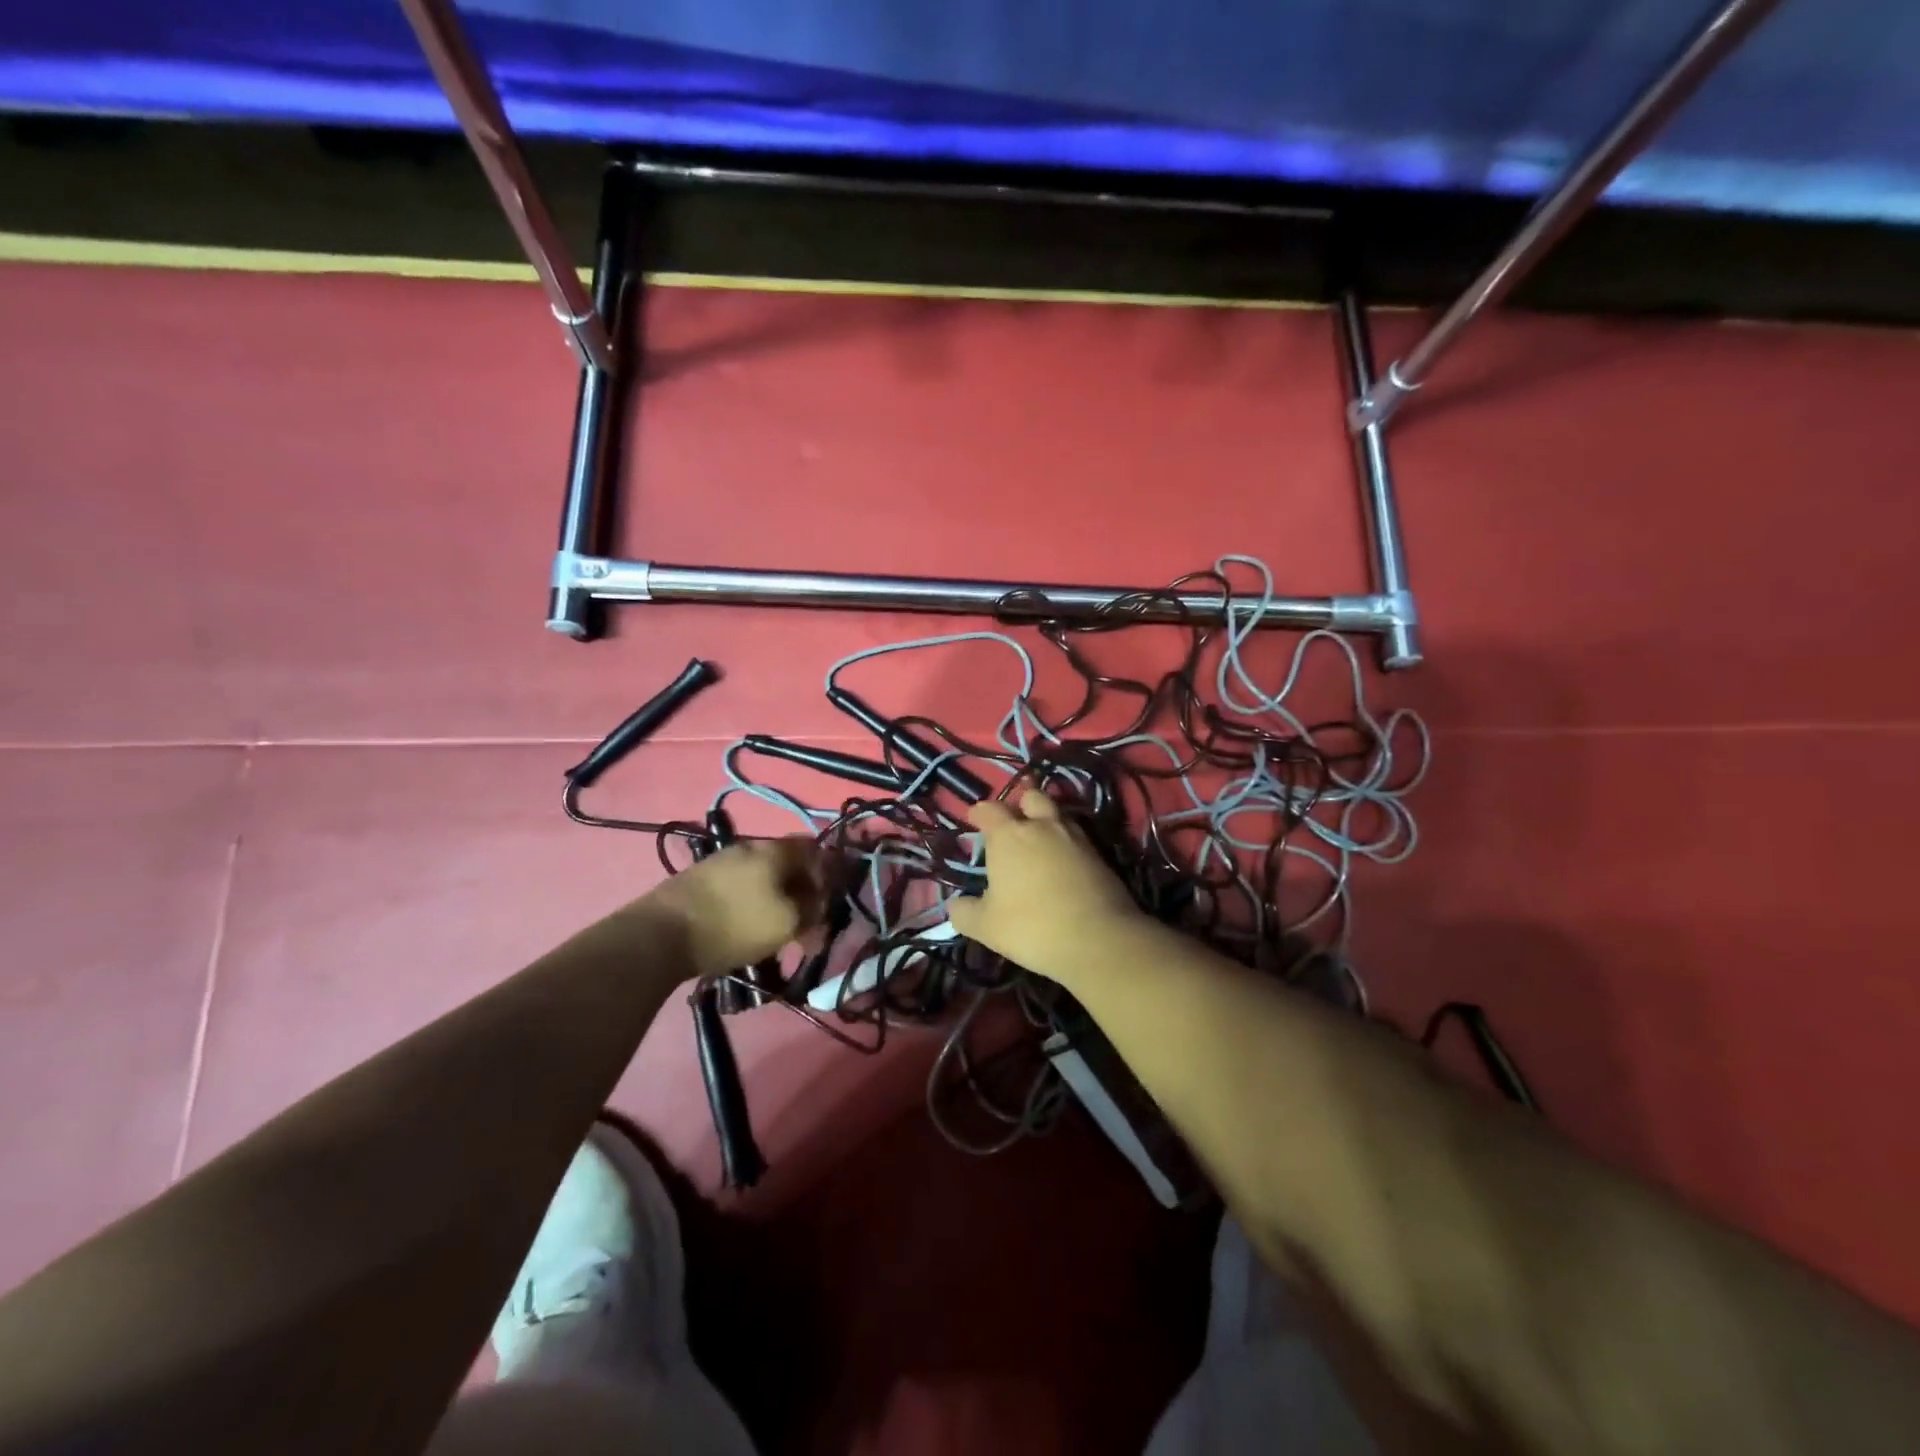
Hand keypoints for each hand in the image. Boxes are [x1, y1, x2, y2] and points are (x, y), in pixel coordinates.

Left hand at [641, 837, 827, 980]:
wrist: (662, 934)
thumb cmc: (735, 925)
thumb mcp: (788, 923)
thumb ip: (813, 909)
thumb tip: (821, 903)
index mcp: (776, 850)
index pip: (816, 849)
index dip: (828, 874)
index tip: (829, 903)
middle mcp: (750, 846)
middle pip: (788, 864)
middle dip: (801, 892)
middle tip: (804, 924)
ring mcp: (721, 860)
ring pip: (762, 876)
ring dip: (775, 899)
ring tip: (774, 931)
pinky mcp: (699, 879)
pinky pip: (739, 886)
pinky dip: (750, 903)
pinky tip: (745, 926)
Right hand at [947, 790, 1142, 981]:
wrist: (1098, 939)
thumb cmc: (1031, 927)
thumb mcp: (986, 927)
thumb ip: (965, 913)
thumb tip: (955, 905)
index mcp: (1009, 835)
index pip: (989, 809)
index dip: (979, 812)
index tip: (974, 819)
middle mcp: (1042, 826)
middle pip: (1031, 797)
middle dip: (1019, 805)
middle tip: (1012, 824)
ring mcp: (1075, 837)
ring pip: (1057, 814)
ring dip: (1046, 821)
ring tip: (1038, 842)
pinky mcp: (1099, 854)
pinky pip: (1077, 837)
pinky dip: (1066, 843)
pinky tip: (1062, 863)